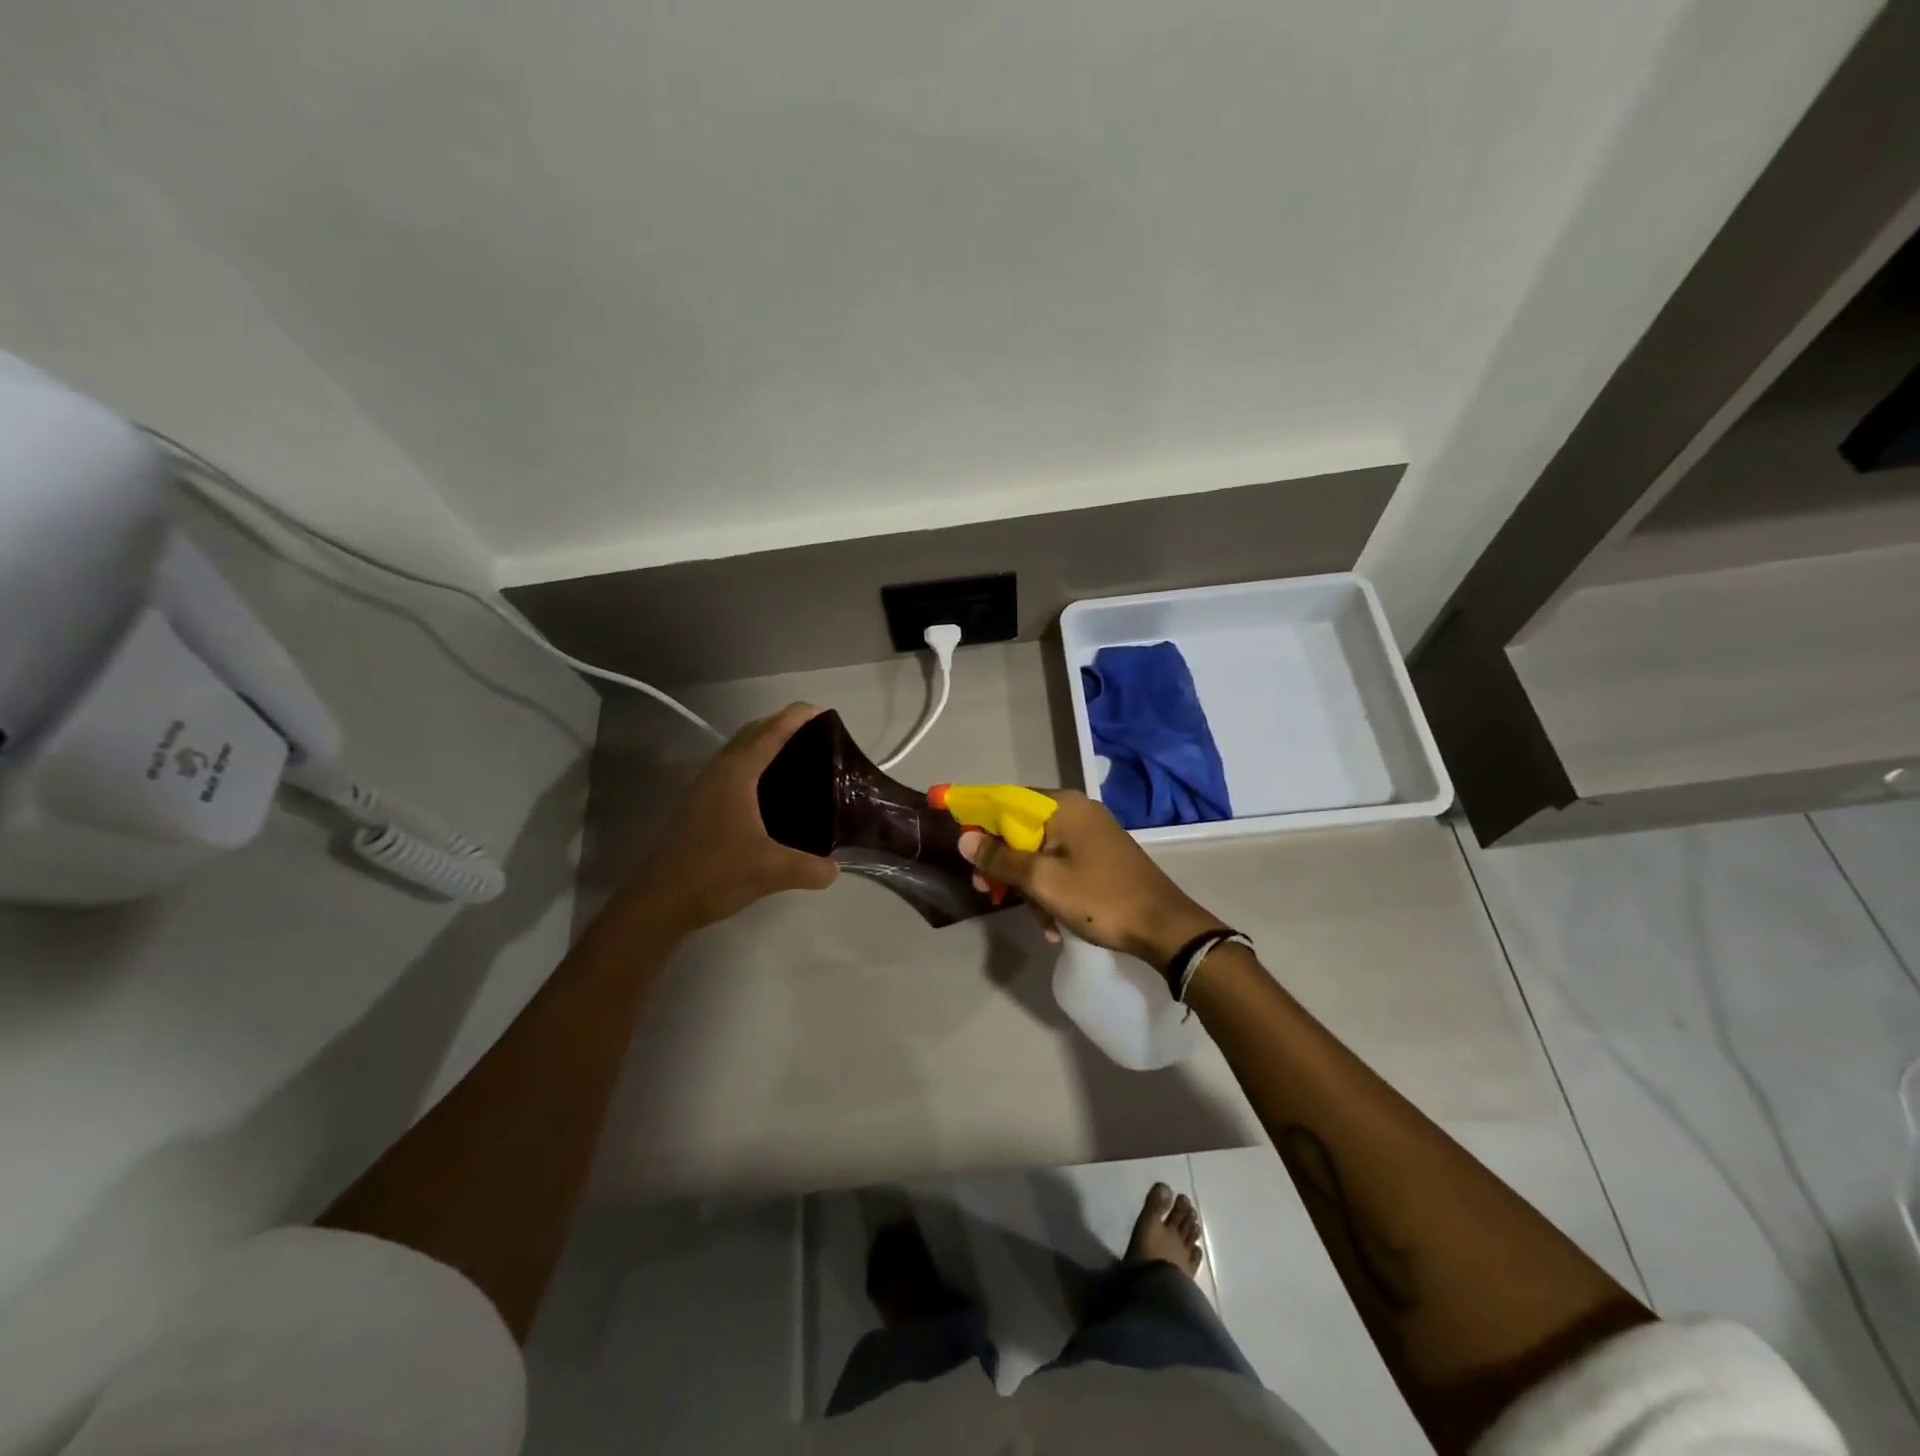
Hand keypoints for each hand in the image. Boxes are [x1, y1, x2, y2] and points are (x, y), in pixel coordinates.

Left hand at [624, 703, 837, 933]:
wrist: (662, 900)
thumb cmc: (716, 873)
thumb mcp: (772, 871)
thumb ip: (810, 868)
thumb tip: (835, 869)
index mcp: (737, 774)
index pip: (771, 734)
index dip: (795, 718)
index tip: (821, 709)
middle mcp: (719, 772)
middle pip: (752, 734)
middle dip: (781, 725)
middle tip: (815, 732)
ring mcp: (705, 788)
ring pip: (739, 751)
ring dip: (764, 743)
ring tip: (797, 755)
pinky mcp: (700, 806)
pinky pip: (733, 770)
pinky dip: (754, 764)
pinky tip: (770, 789)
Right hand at [956, 790, 1225, 964]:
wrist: (1165, 928)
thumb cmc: (1100, 898)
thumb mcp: (1042, 881)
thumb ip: (1000, 858)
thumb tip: (965, 837)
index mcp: (1062, 807)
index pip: (1004, 800)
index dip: (975, 815)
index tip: (955, 837)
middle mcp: (1076, 812)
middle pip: (1020, 829)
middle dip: (1002, 864)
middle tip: (988, 894)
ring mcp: (1091, 834)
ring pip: (1039, 853)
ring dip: (1029, 887)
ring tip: (1037, 921)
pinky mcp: (1100, 857)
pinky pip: (1060, 866)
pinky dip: (1051, 892)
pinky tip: (1054, 925)